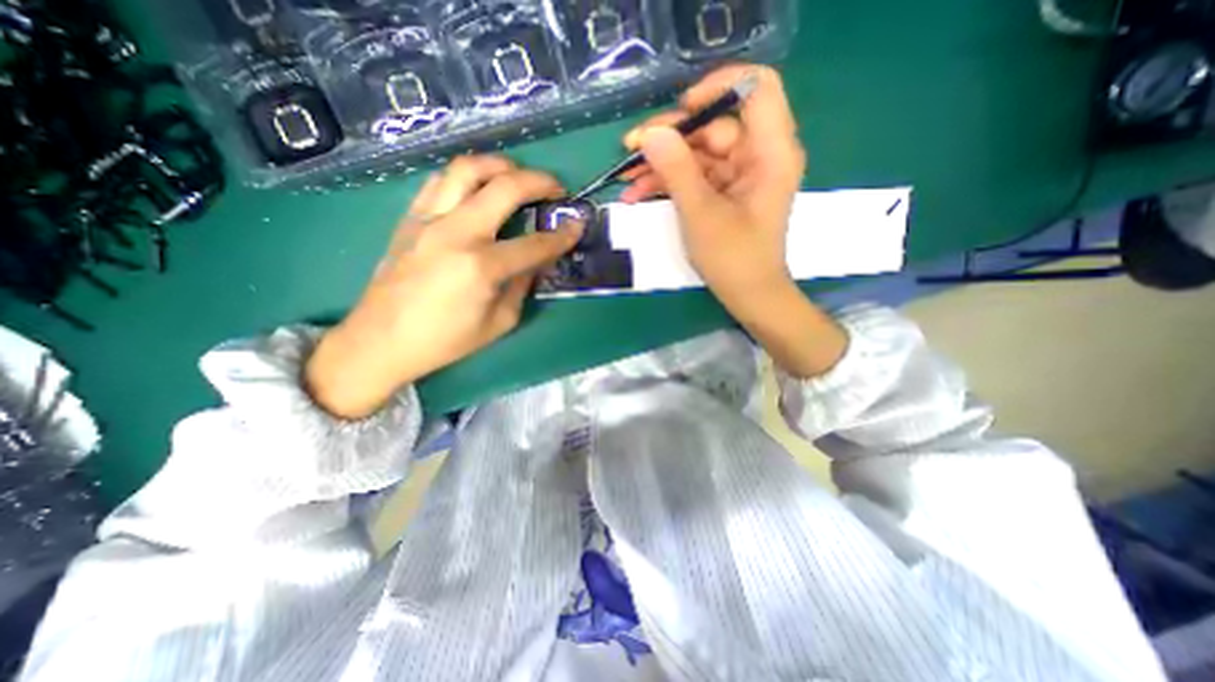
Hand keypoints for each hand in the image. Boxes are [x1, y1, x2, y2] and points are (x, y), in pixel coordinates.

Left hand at [310, 154, 583, 418]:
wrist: (381, 340)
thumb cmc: (446, 340)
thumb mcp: (499, 322)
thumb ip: (523, 286)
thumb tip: (537, 261)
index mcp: (482, 266)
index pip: (535, 243)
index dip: (563, 235)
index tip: (579, 225)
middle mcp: (456, 232)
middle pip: (505, 187)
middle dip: (539, 182)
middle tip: (556, 188)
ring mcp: (429, 219)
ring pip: (467, 169)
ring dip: (500, 166)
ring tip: (518, 176)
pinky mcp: (410, 218)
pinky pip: (440, 181)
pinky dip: (467, 176)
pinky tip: (478, 188)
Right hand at [620, 64, 842, 377]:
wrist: (747, 295)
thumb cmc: (733, 258)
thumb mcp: (701, 213)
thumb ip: (677, 170)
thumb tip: (649, 133)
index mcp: (770, 152)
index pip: (756, 88)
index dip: (717, 87)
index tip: (680, 110)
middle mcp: (758, 155)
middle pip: (714, 124)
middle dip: (670, 138)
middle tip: (630, 150)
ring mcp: (740, 174)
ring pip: (698, 152)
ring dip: (660, 164)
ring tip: (625, 180)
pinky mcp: (725, 191)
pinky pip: (695, 175)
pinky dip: (668, 182)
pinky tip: (638, 193)